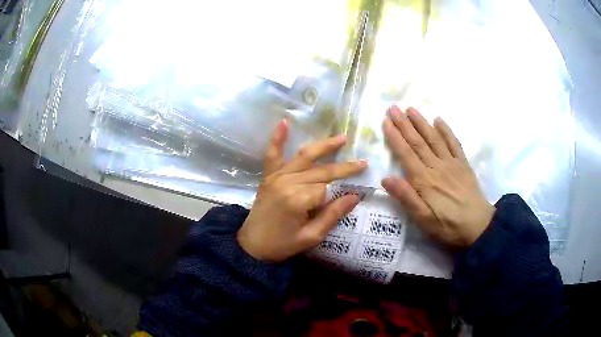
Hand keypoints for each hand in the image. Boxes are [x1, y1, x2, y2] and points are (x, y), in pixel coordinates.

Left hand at [238, 120, 367, 261]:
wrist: (252, 245)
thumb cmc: (282, 245)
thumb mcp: (311, 237)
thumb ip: (333, 215)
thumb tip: (355, 196)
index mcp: (298, 200)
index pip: (327, 189)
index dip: (339, 194)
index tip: (352, 195)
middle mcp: (288, 182)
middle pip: (321, 170)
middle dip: (343, 167)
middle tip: (362, 162)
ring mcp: (276, 176)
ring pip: (304, 156)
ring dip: (324, 146)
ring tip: (342, 138)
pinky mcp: (268, 176)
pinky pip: (273, 154)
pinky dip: (278, 138)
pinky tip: (284, 122)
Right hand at [381, 106, 494, 248]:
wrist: (478, 227)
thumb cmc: (448, 226)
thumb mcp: (423, 220)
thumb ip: (406, 198)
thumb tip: (386, 179)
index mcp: (424, 181)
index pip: (406, 154)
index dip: (395, 137)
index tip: (385, 122)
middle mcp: (437, 166)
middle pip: (418, 142)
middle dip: (404, 124)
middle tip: (393, 108)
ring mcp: (452, 163)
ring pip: (434, 138)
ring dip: (422, 122)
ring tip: (411, 109)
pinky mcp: (463, 165)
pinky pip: (454, 143)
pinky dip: (446, 130)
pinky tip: (439, 120)